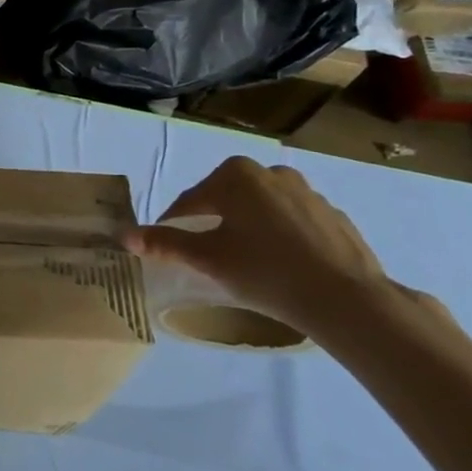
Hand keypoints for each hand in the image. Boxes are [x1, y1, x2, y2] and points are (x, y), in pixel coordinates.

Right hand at [122, 157, 432, 345]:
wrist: (346, 298)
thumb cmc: (265, 271)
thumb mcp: (208, 258)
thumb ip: (165, 243)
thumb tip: (125, 237)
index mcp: (235, 175)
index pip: (191, 200)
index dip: (174, 224)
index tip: (167, 248)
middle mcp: (271, 172)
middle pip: (226, 198)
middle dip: (212, 221)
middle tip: (205, 253)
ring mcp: (307, 191)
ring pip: (261, 208)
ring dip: (247, 227)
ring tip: (244, 260)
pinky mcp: (333, 215)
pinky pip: (293, 221)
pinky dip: (280, 236)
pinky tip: (281, 264)